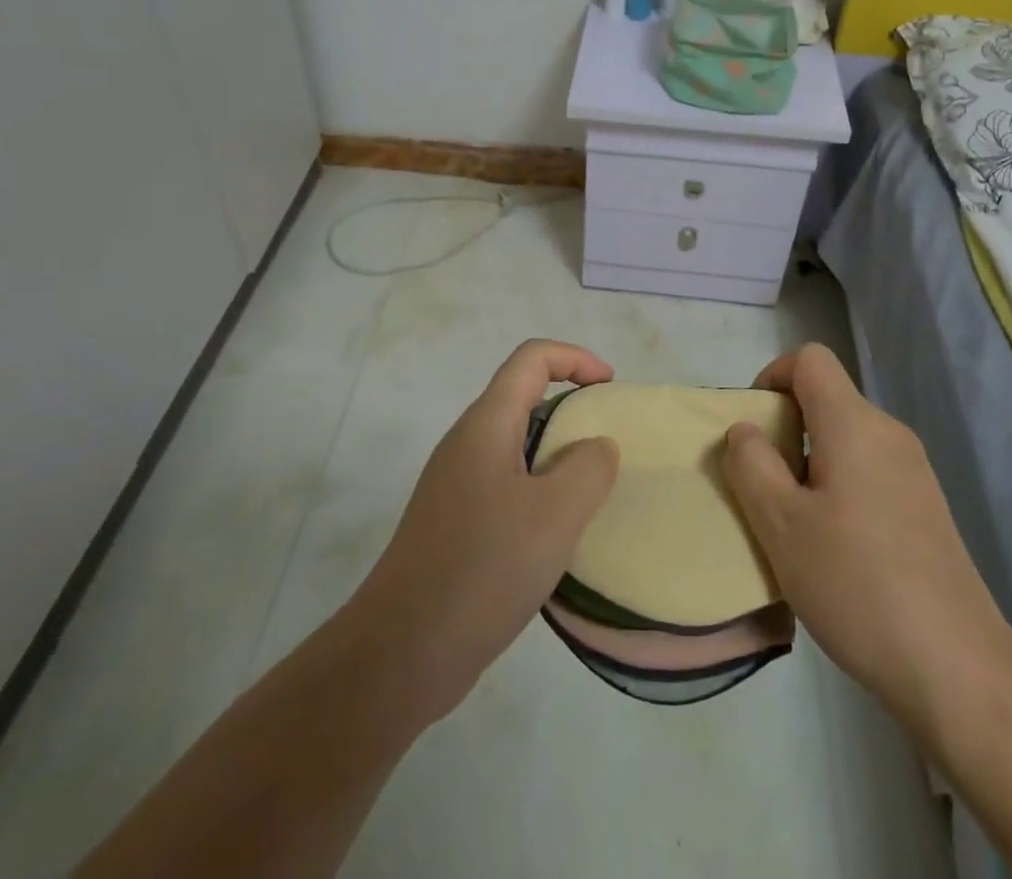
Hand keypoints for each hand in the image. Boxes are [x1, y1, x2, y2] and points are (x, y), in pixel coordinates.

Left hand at [351, 340, 619, 724]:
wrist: (401, 651)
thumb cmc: (483, 568)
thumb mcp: (555, 514)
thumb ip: (589, 467)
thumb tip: (596, 446)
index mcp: (486, 424)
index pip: (532, 358)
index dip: (575, 358)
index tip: (610, 388)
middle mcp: (466, 443)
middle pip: (523, 398)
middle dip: (570, 409)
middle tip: (608, 446)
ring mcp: (455, 485)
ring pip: (515, 446)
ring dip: (556, 455)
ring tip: (591, 492)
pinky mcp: (453, 523)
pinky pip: (505, 485)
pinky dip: (539, 492)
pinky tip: (556, 536)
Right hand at [720, 343, 1010, 734]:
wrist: (958, 669)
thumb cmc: (856, 584)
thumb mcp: (780, 524)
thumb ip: (751, 464)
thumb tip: (745, 430)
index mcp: (854, 424)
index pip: (810, 359)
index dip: (773, 376)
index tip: (755, 427)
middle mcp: (889, 433)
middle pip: (827, 399)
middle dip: (786, 428)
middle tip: (765, 487)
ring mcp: (914, 471)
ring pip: (846, 438)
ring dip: (810, 462)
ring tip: (795, 524)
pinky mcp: (926, 507)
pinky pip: (869, 470)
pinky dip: (839, 486)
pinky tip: (835, 548)